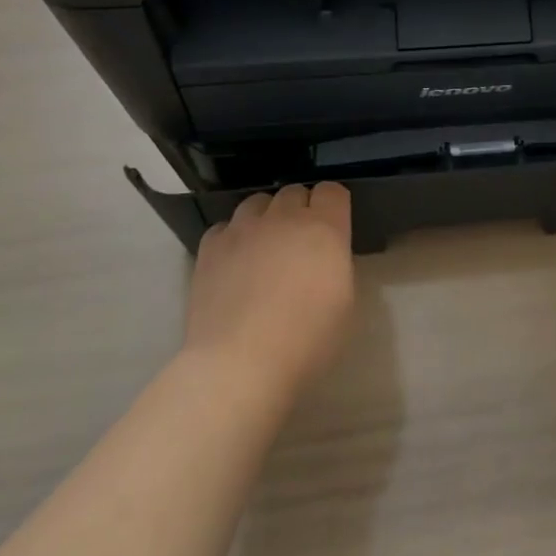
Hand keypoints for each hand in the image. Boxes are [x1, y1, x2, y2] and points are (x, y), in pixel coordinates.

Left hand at [186, 183, 355, 399]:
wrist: (240, 364)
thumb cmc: (306, 340)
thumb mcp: (345, 302)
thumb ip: (336, 264)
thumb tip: (324, 257)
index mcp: (324, 228)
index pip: (332, 191)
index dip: (333, 205)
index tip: (334, 227)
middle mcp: (284, 218)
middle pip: (294, 192)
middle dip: (300, 209)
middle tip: (300, 242)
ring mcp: (242, 230)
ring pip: (257, 202)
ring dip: (266, 217)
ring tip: (265, 247)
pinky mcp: (210, 248)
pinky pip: (225, 226)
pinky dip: (233, 237)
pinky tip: (235, 262)